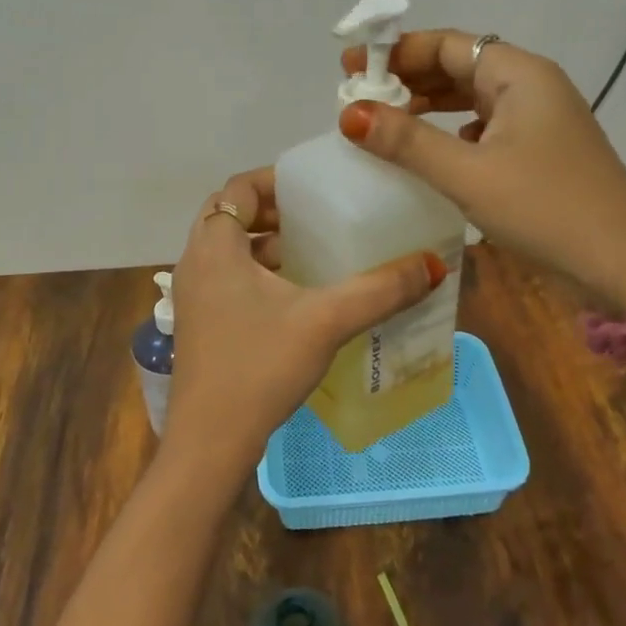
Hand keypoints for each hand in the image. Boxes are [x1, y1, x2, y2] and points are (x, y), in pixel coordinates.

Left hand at [162, 167, 447, 489]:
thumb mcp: (326, 321)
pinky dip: (257, 273)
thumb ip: (380, 290)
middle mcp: (195, 264)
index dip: (274, 181)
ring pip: (228, 250)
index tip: (314, 189)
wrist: (210, 444)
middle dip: (272, 212)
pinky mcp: (199, 325)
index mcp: (214, 248)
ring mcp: (192, 297)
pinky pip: (227, 279)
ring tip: (313, 252)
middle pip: (229, 216)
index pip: (238, 188)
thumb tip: (433, 264)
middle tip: (316, 218)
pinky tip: (296, 296)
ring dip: (265, 244)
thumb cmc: (260, 368)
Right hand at [338, 31, 625, 311]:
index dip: (396, 52)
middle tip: (359, 96)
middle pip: (460, 66)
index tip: (350, 68)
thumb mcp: (469, 174)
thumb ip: (407, 142)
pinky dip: (453, 132)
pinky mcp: (542, 152)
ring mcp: (540, 120)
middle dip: (408, 77)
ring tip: (385, 120)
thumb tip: (349, 113)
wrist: (625, 267)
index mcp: (519, 75)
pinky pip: (487, 127)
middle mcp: (532, 87)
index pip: (448, 44)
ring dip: (430, 105)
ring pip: (473, 98)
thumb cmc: (546, 209)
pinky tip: (434, 152)